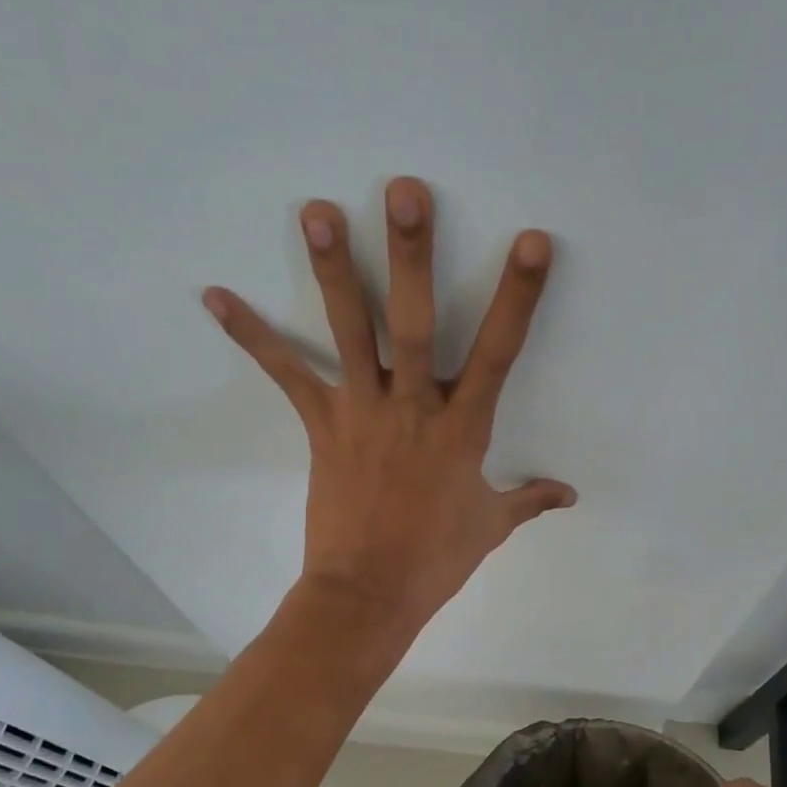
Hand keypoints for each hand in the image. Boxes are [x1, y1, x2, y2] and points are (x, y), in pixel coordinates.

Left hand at [204, 177, 575, 633]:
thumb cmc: (434, 561)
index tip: (530, 242)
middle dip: (412, 258)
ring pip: (350, 333)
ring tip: (317, 210)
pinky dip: (252, 335)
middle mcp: (412, 408)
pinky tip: (214, 295)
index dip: (517, 297)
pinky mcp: (322, 427)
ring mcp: (362, 414)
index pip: (498, 353)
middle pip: (414, 324)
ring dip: (335, 271)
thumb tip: (571, 495)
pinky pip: (286, 375)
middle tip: (403, 192)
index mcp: (462, 430)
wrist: (368, 595)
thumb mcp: (490, 527)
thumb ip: (530, 500)